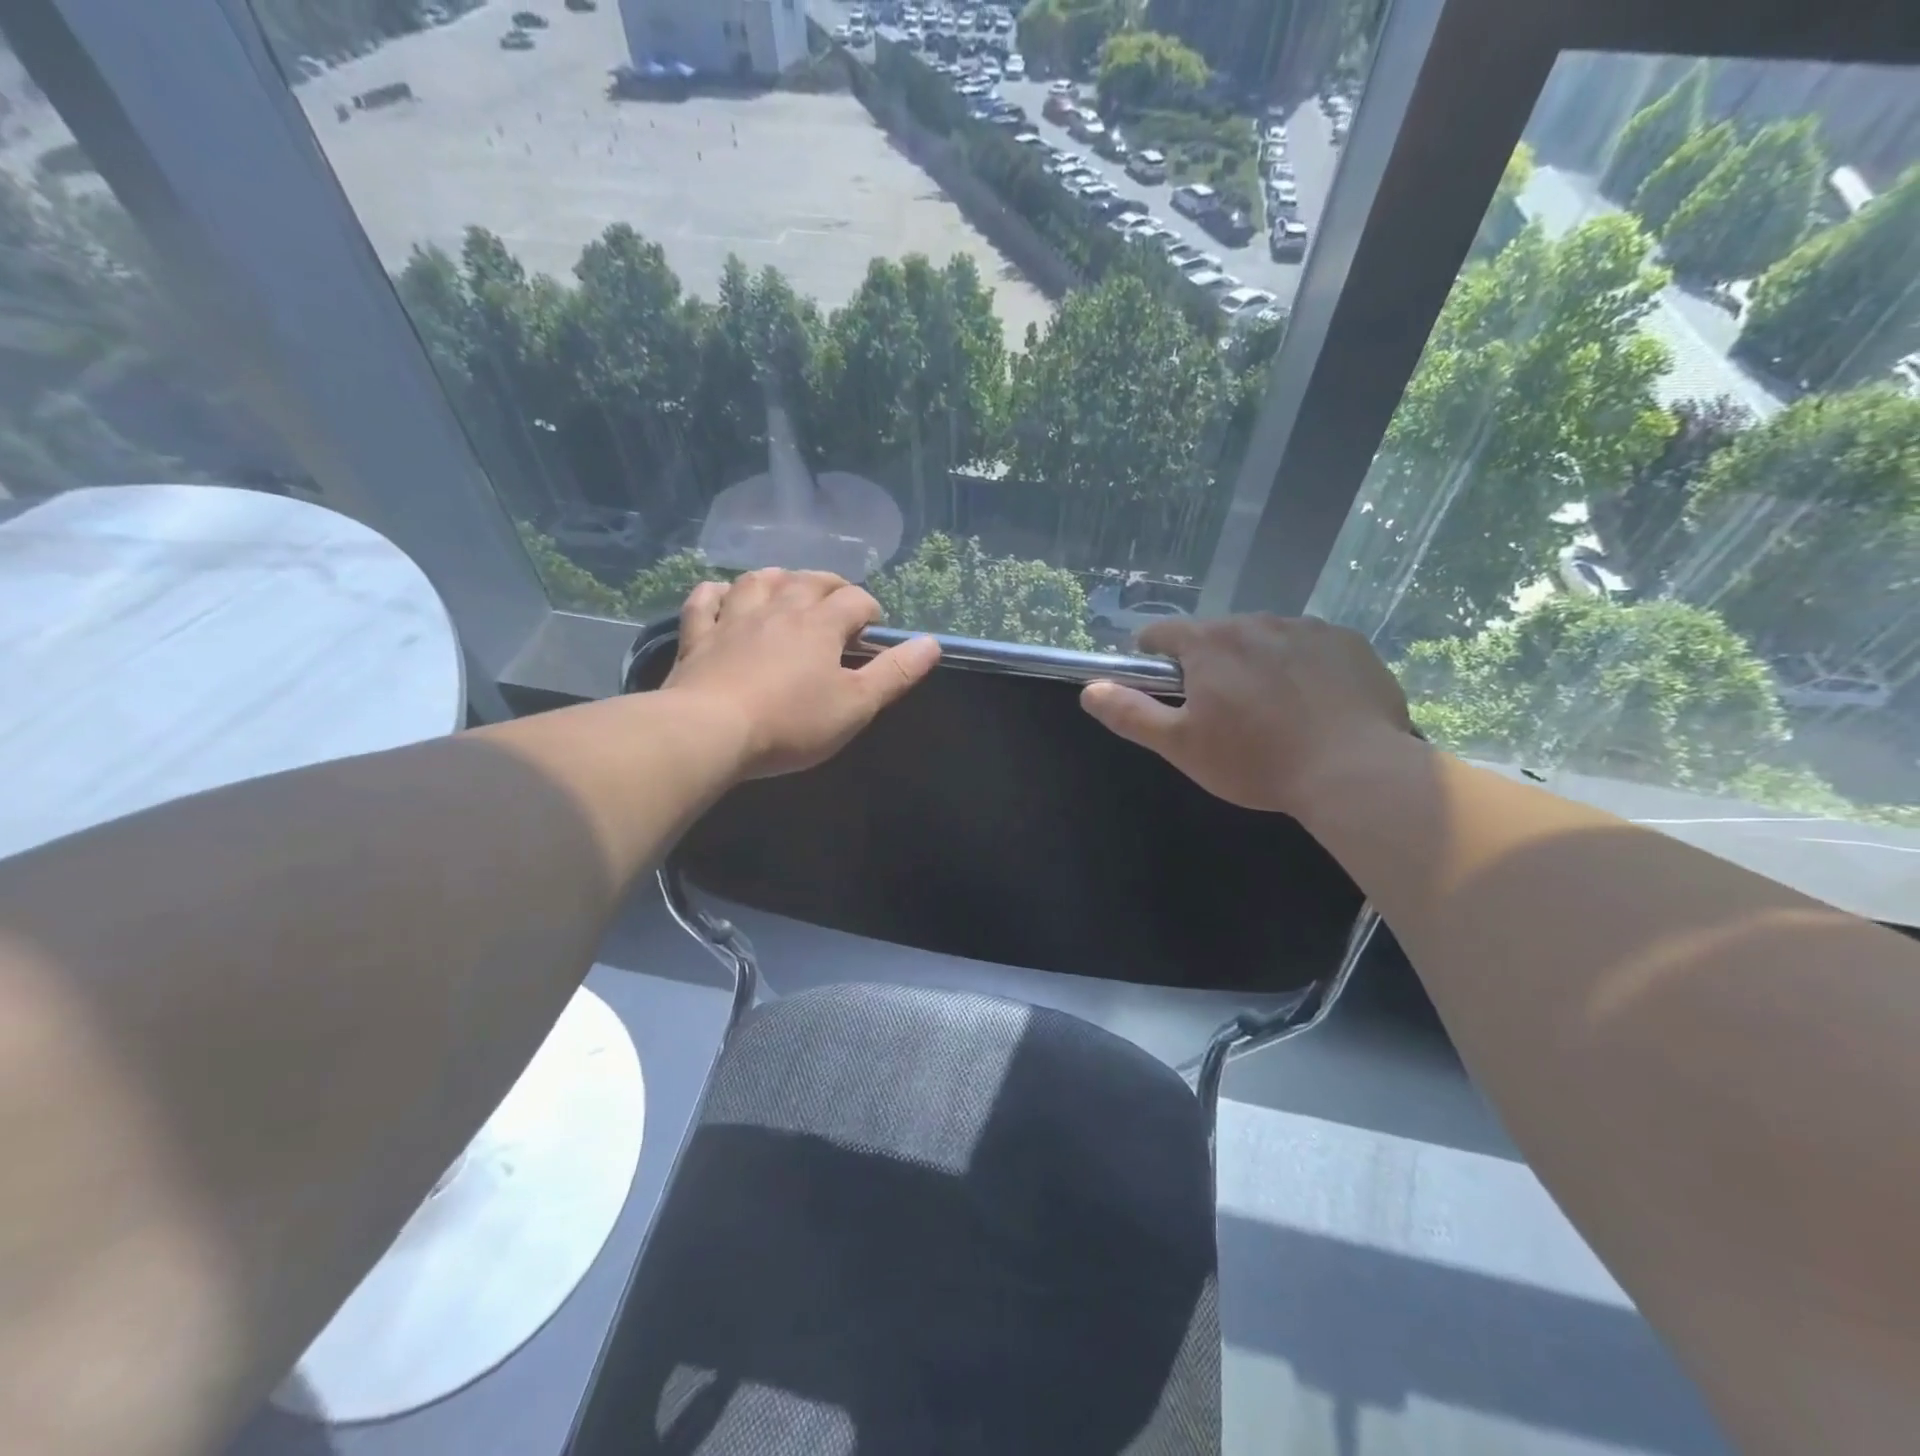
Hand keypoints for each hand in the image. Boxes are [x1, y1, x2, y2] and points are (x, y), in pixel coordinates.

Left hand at [663, 569, 940, 778]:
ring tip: (787, 587)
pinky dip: (716, 593)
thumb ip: (895, 673)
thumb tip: (931, 643)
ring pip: (758, 581)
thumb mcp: (856, 705)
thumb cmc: (791, 723)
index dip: (870, 608)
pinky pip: (705, 602)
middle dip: (830, 586)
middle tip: (839, 601)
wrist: (710, 731)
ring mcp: (734, 619)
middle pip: (809, 581)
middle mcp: (778, 609)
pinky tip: (722, 595)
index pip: (854, 600)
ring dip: (778, 579)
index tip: (875, 627)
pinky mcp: (698, 638)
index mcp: (820, 625)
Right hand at [1080, 614, 1412, 815]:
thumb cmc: (1255, 760)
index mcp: (1209, 643)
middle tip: (1224, 715)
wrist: (1353, 771)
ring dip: (1257, 665)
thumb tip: (1090, 690)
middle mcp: (1255, 621)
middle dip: (1211, 667)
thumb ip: (1130, 714)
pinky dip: (1303, 669)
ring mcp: (1307, 628)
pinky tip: (1315, 707)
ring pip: (1264, 641)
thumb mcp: (1180, 745)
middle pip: (1216, 637)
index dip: (1152, 658)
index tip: (1163, 688)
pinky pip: (1310, 648)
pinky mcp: (1348, 643)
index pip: (1160, 634)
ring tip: (1274, 714)